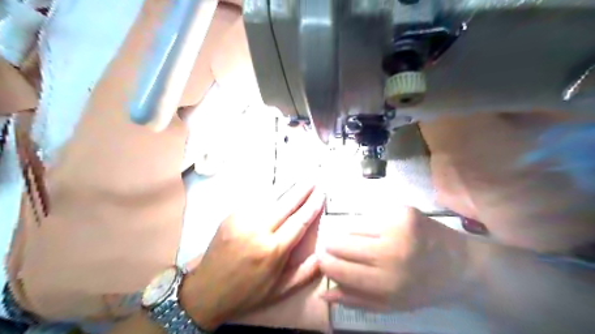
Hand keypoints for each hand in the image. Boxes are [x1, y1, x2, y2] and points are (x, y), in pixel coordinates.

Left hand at [182, 180, 324, 328]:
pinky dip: (267, 194)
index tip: (321, 194)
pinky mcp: (230, 216)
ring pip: (268, 198)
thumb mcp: (279, 290)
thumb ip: (305, 273)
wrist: (207, 291)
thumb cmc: (247, 292)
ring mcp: (241, 221)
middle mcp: (257, 231)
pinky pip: (253, 201)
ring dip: (285, 187)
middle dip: (301, 190)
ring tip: (298, 179)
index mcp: (273, 250)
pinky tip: (275, 189)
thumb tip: (324, 256)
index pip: (299, 222)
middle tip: (312, 179)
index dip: (312, 206)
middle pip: (285, 204)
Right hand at [319, 207, 466, 311]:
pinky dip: (368, 225)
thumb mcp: (391, 304)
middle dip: (333, 246)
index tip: (322, 259)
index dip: (325, 263)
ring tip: (366, 242)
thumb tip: (324, 292)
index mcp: (388, 283)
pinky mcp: (402, 210)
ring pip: (353, 227)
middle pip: (341, 243)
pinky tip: (382, 232)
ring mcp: (397, 226)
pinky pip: (369, 216)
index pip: (340, 269)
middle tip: (336, 248)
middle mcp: (391, 252)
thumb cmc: (423, 288)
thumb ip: (356, 299)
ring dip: (352, 235)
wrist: (461, 263)